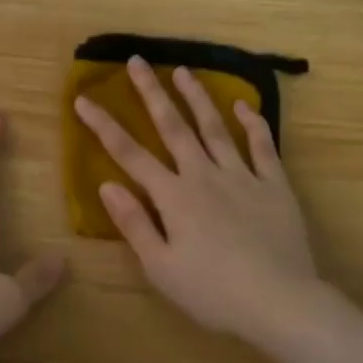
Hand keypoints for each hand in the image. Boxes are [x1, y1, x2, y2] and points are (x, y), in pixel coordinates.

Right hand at [74, 57, 319, 343]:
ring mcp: (242, 176)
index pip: (129, 154)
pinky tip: (242, 105)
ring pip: (215, 127)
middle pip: (173, 126)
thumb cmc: (212, 292)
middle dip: (151, 92)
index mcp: (173, 197)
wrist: (279, 301)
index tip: (83, 99)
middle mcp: (204, 175)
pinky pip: (262, 146)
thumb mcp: (160, 267)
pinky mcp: (274, 185)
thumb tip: (107, 184)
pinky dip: (252, 123)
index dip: (103, 125)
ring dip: (197, 97)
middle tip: (137, 61)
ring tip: (183, 70)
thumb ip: (134, 223)